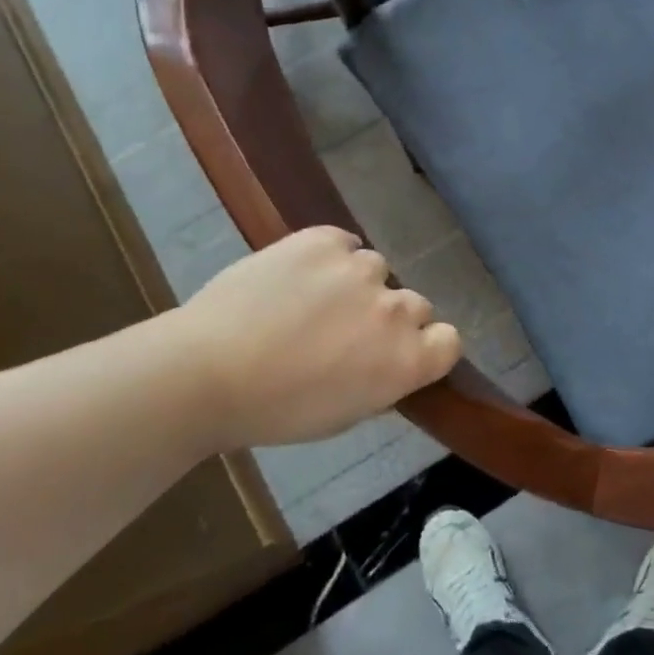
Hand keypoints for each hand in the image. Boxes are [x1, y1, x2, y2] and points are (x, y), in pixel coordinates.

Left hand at [175, 226, 460, 450]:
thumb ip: (382, 381)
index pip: (449, 340)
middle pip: (415, 304)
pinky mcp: (324, 240)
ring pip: (376, 270)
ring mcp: (362, 269)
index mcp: (407, 360)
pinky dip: (328, 257)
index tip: (397, 353)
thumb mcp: (344, 414)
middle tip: (344, 331)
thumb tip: (387, 360)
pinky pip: (343, 244)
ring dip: (356, 285)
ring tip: (310, 300)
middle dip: (388, 317)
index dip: (427, 345)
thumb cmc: (274, 411)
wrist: (203, 372)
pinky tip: (296, 276)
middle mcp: (396, 310)